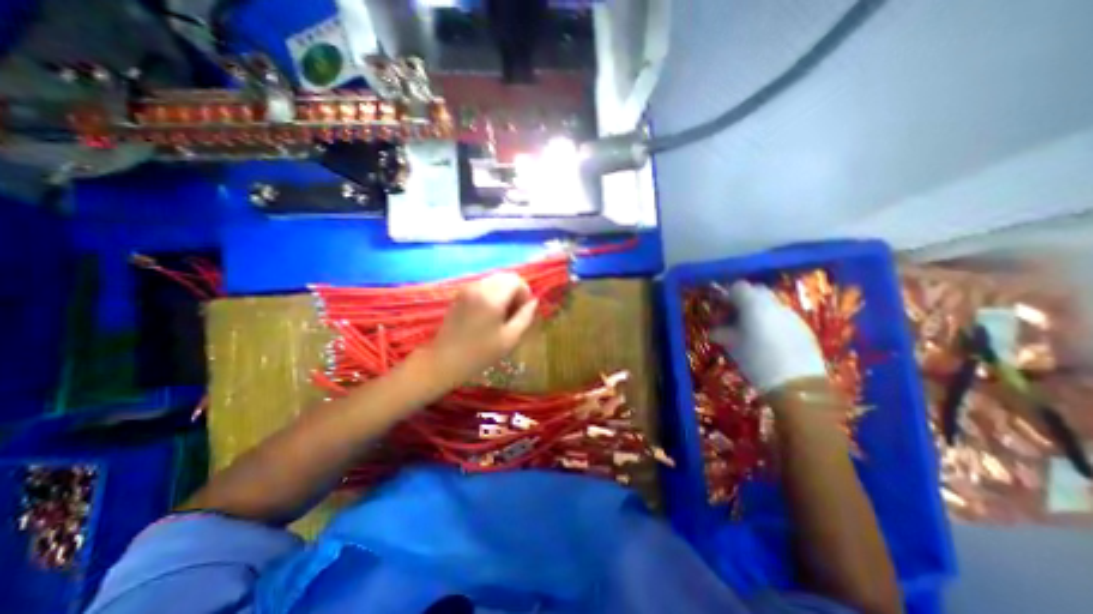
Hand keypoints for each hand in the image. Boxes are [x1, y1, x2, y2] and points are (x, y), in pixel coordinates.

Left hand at [418, 274, 536, 387]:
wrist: (444, 361)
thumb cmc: (480, 353)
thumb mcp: (509, 338)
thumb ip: (525, 317)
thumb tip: (533, 302)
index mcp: (492, 297)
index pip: (516, 280)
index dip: (525, 293)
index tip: (524, 311)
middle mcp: (478, 287)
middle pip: (505, 277)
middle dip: (515, 291)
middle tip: (515, 313)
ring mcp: (467, 289)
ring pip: (494, 280)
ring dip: (504, 292)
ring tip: (503, 314)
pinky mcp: (460, 294)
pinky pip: (483, 286)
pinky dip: (492, 294)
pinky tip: (490, 313)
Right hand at [709, 281, 828, 391]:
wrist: (797, 384)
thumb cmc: (757, 360)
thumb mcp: (732, 346)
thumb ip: (722, 333)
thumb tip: (714, 330)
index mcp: (754, 304)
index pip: (738, 287)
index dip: (727, 295)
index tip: (720, 309)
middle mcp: (774, 304)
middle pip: (757, 291)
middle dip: (745, 300)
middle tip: (734, 317)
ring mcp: (791, 315)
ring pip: (771, 304)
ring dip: (759, 311)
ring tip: (750, 330)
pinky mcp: (803, 328)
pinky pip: (783, 317)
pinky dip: (772, 322)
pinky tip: (768, 340)